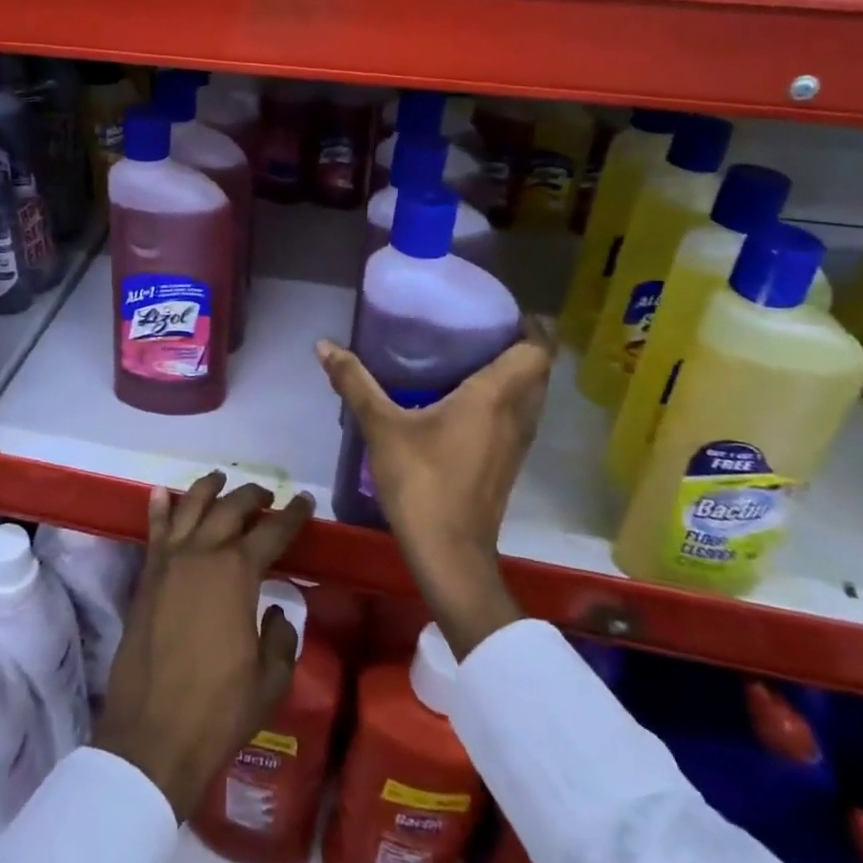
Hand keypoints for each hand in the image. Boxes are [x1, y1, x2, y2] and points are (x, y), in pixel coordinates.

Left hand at [93, 474, 313, 820]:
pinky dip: (158, 508)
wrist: (153, 734)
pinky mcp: (146, 576)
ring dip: (207, 488)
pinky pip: (154, 531)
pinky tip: (160, 492)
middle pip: (231, 508)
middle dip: (252, 496)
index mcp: (238, 573)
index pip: (273, 531)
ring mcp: (169, 561)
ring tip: (220, 479)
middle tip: (266, 495)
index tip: (303, 501)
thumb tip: (276, 612)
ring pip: (189, 506)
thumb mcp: (271, 679)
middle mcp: (203, 553)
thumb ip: (281, 637)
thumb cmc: (219, 710)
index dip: (292, 515)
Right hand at [316, 318, 556, 657]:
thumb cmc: (421, 482)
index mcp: (494, 397)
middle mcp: (517, 415)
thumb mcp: (381, 427)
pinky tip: (466, 400)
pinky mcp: (509, 463)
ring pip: (532, 395)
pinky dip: (506, 399)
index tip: (500, 309)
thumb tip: (324, 345)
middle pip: (538, 369)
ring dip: (515, 373)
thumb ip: (354, 382)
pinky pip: (519, 416)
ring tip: (473, 356)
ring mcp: (518, 443)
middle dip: (520, 344)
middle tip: (480, 327)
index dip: (529, 324)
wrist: (450, 553)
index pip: (536, 350)